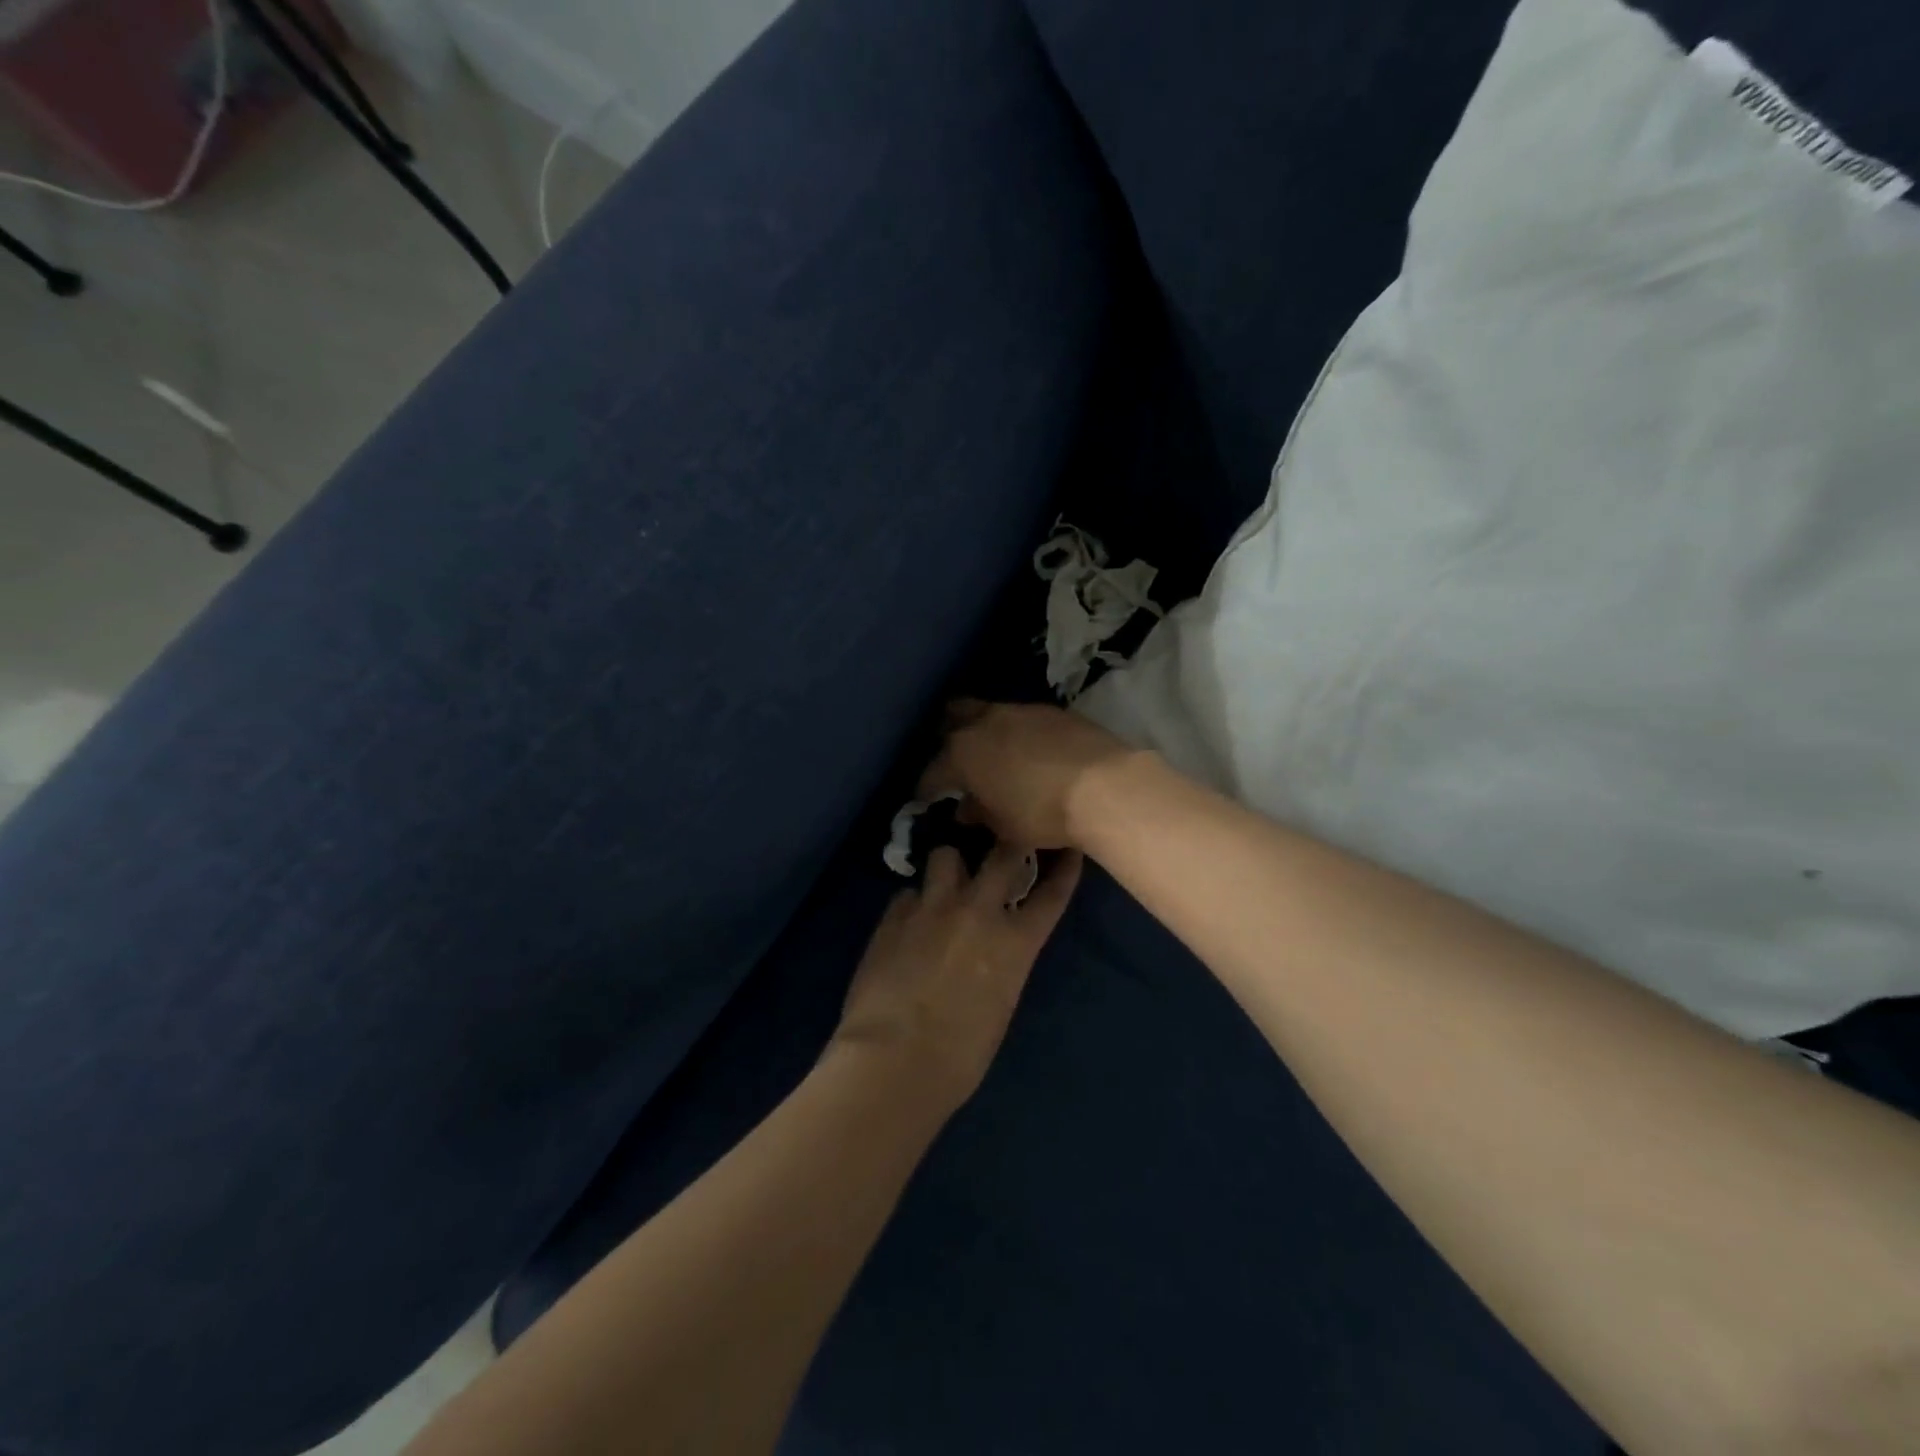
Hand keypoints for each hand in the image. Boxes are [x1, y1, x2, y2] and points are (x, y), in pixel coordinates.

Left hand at [832, 845, 1083, 1113]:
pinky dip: (913, 902)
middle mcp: (978, 910)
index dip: (1063, 868)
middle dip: (1007, 845)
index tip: (1067, 850)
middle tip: (1002, 848)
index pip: (1051, 894)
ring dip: (950, 866)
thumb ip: (1001, 964)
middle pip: (1003, 854)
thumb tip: (990, 951)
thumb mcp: (1000, 1005)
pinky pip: (908, 892)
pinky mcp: (894, 913)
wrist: (894, 1059)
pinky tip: (908, 921)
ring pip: (946, 855)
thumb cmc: (960, 1056)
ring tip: (945, 882)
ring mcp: (933, 906)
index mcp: (1015, 942)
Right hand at [918, 700, 1139, 850]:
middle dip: (949, 738)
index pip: (933, 771)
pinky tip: (1029, 750)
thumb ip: (980, 813)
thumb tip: (966, 808)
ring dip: (986, 731)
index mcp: (963, 753)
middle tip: (957, 761)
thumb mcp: (1004, 825)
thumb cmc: (1042, 812)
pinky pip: (1022, 718)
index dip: (927, 787)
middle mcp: (985, 722)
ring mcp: (1020, 710)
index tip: (927, 799)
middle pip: (954, 719)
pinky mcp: (1052, 710)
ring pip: (989, 713)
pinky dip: (1018, 732)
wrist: (1103, 785)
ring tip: (994, 753)